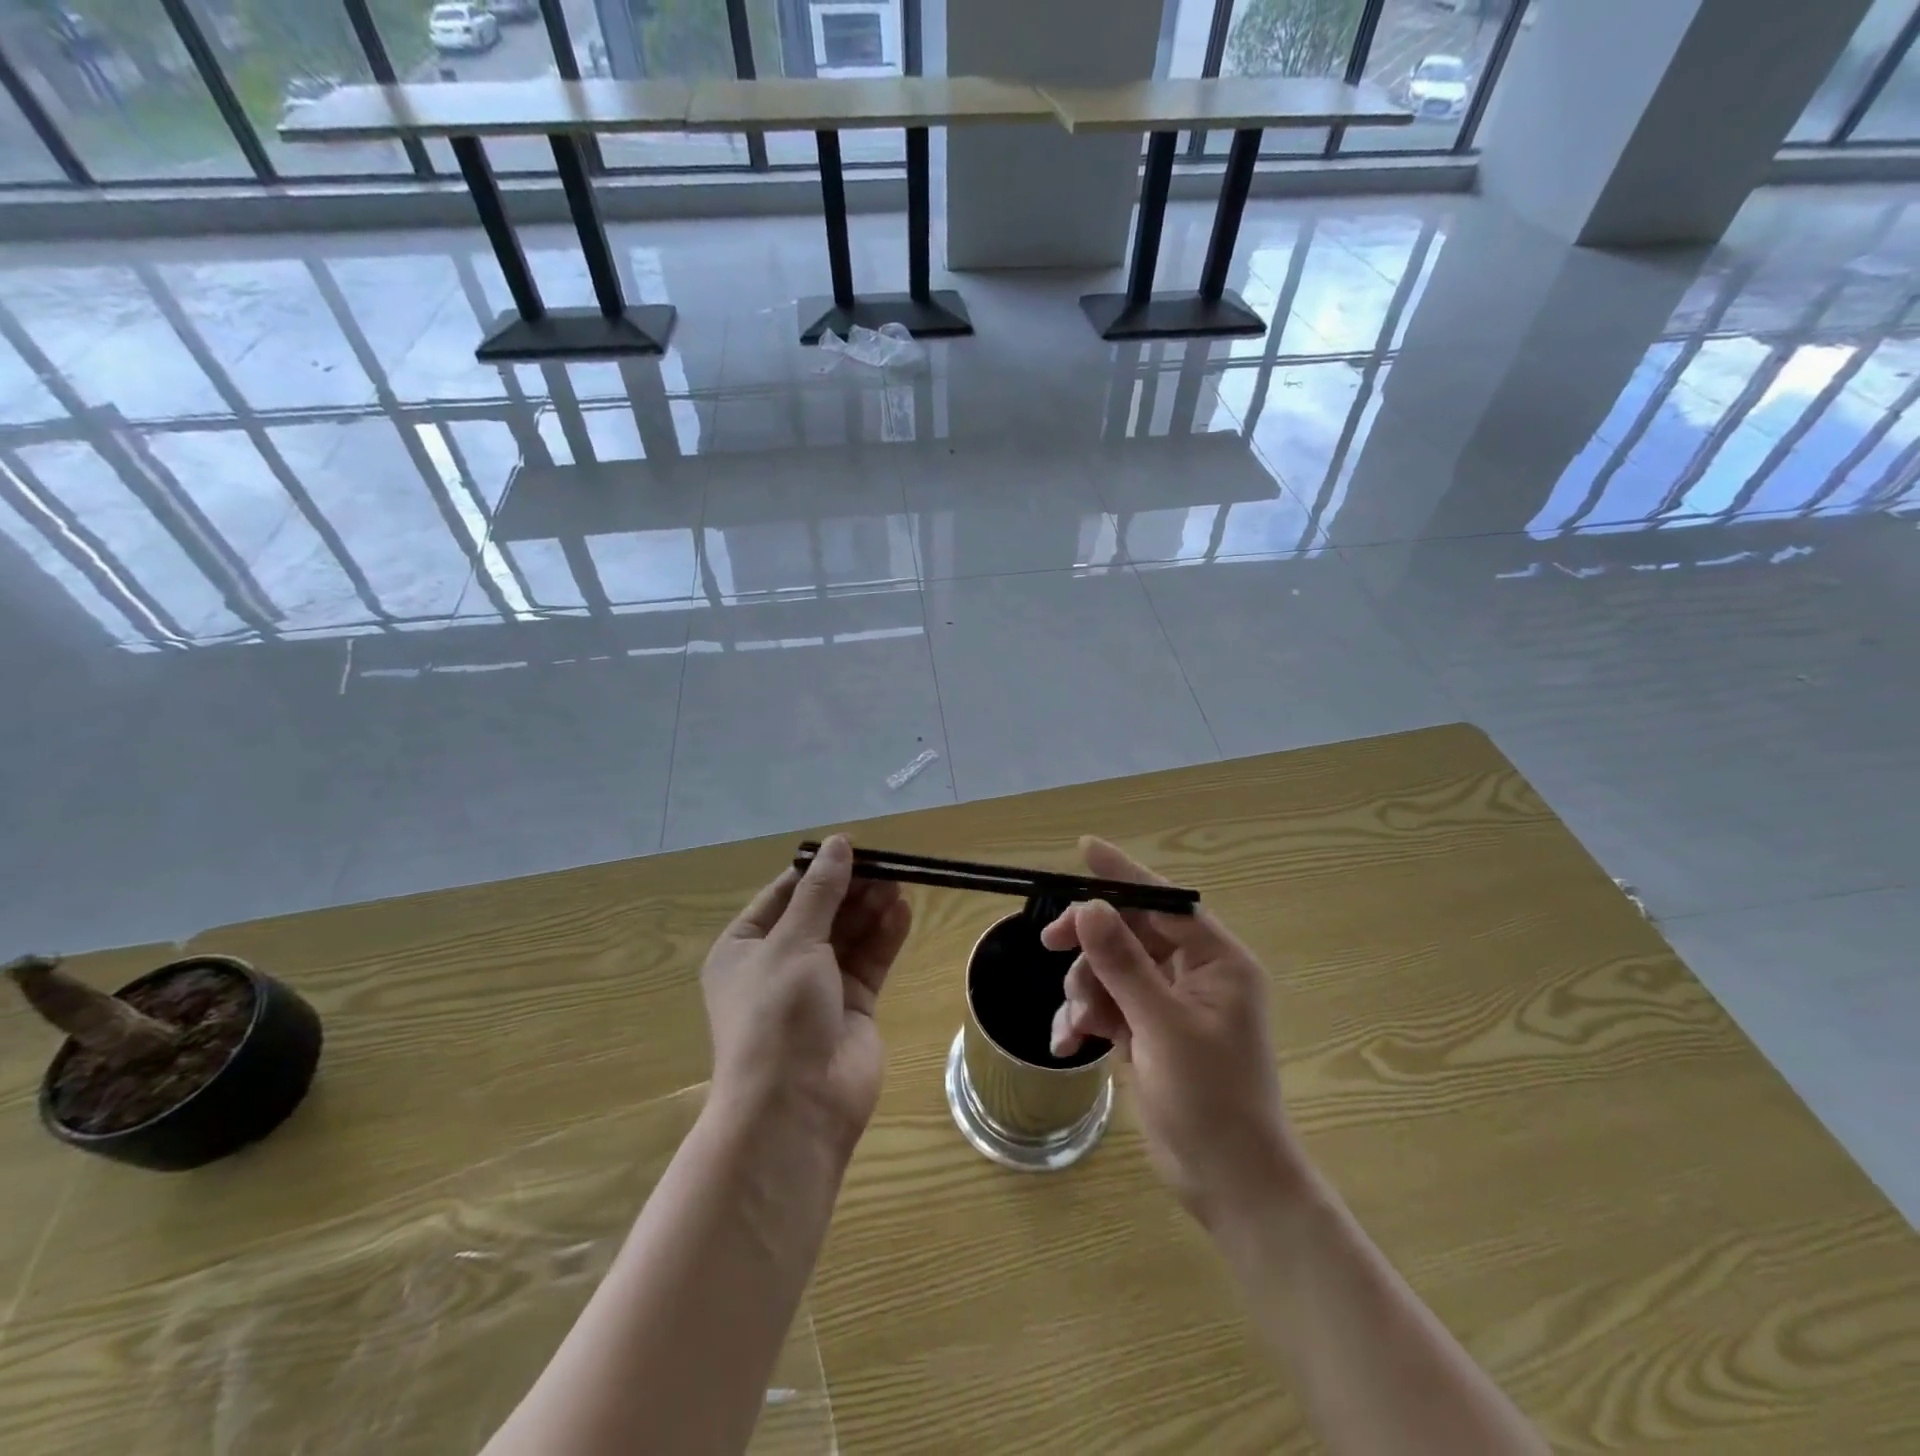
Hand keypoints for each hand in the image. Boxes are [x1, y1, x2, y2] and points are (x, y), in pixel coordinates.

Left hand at [701, 836, 912, 1152]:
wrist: (795, 1107)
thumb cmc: (777, 1014)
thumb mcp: (793, 942)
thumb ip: (821, 892)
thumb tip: (838, 843)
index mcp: (745, 948)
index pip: (784, 895)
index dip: (818, 869)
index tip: (853, 846)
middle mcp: (779, 964)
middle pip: (821, 912)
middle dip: (850, 888)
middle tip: (886, 865)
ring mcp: (817, 987)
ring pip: (848, 935)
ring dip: (871, 909)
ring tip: (899, 882)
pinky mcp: (852, 1007)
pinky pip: (869, 962)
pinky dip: (885, 937)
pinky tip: (903, 911)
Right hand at [1044, 838, 1306, 1226]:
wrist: (1227, 1182)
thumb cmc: (1211, 1099)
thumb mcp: (1163, 1025)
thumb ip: (1124, 964)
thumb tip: (1091, 908)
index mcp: (1217, 961)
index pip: (1164, 901)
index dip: (1124, 874)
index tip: (1085, 849)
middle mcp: (1194, 974)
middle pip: (1130, 933)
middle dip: (1090, 944)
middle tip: (1050, 943)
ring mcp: (1168, 1003)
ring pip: (1110, 969)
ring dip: (1085, 990)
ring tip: (1077, 1025)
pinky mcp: (1147, 1031)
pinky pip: (1106, 1004)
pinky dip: (1085, 1018)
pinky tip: (1068, 1043)